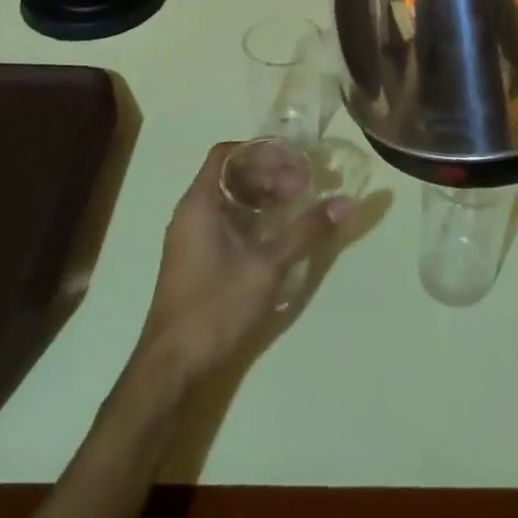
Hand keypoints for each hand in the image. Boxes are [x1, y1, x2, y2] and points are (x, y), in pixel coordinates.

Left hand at [134, 142, 347, 388]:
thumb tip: (345, 204)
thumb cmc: (215, 306)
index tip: (293, 161)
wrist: (172, 365)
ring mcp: (192, 237)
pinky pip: (227, 222)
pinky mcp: (198, 259)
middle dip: (269, 175)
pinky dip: (253, 218)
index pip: (227, 154)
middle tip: (304, 186)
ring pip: (230, 200)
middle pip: (231, 175)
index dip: (260, 152)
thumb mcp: (266, 266)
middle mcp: (192, 212)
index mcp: (200, 203)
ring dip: (263, 197)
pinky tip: (278, 234)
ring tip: (297, 206)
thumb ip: (305, 232)